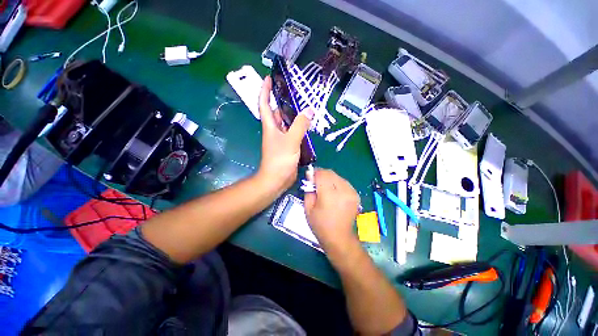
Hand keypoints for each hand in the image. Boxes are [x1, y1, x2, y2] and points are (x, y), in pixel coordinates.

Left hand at [257, 76, 311, 191]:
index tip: (269, 78)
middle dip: (284, 101)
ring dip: (294, 115)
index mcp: (270, 126)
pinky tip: (308, 124)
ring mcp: (281, 138)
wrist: (277, 179)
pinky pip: (293, 132)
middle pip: (278, 112)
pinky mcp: (288, 146)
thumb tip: (309, 110)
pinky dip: (299, 127)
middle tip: (297, 91)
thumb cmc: (279, 159)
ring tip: (306, 105)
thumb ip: (300, 125)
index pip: (264, 104)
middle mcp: (274, 130)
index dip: (265, 90)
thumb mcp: (290, 140)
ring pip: (287, 123)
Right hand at [303, 169, 360, 250]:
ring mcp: (351, 192)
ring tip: (324, 188)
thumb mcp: (308, 209)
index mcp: (329, 195)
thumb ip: (308, 190)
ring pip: (337, 176)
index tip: (309, 177)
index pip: (322, 174)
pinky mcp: (356, 195)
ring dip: (329, 179)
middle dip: (321, 174)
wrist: (339, 238)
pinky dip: (337, 183)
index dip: (314, 173)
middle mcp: (342, 190)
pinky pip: (344, 182)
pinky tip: (333, 192)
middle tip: (315, 182)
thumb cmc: (320, 225)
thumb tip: (310, 176)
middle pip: (330, 173)